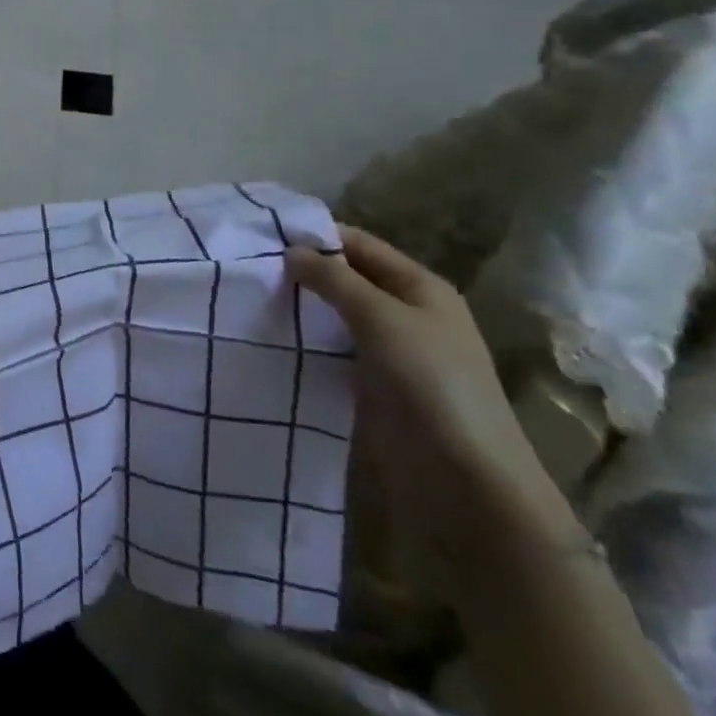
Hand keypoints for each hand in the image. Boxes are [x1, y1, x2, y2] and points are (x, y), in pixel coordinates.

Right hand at [286, 227, 580, 603]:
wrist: (466, 480)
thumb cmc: (431, 383)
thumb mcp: (382, 318)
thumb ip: (335, 279)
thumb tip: (292, 250)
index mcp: (420, 287)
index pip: (359, 244)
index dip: (316, 235)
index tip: (263, 235)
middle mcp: (407, 313)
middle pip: (347, 278)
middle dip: (303, 272)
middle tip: (249, 268)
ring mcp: (392, 352)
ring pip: (337, 315)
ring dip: (302, 307)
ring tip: (251, 298)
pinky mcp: (376, 386)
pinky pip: (335, 350)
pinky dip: (308, 340)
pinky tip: (273, 337)